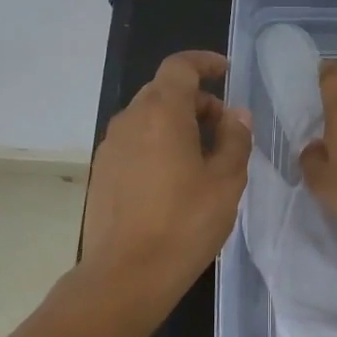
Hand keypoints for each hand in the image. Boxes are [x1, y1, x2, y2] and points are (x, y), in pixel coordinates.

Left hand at [81, 50, 252, 302]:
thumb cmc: (185, 223)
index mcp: (162, 112)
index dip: (204, 63)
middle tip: (223, 129)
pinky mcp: (101, 172)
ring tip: (202, 158)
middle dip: (196, 100)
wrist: (126, 274)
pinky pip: (134, 142)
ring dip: (176, 124)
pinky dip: (157, 144)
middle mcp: (130, 120)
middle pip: (163, 91)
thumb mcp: (226, 181)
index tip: (225, 73)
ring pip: (147, 118)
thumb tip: (235, 115)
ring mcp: (110, 146)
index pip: (180, 66)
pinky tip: (174, 180)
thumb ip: (235, 139)